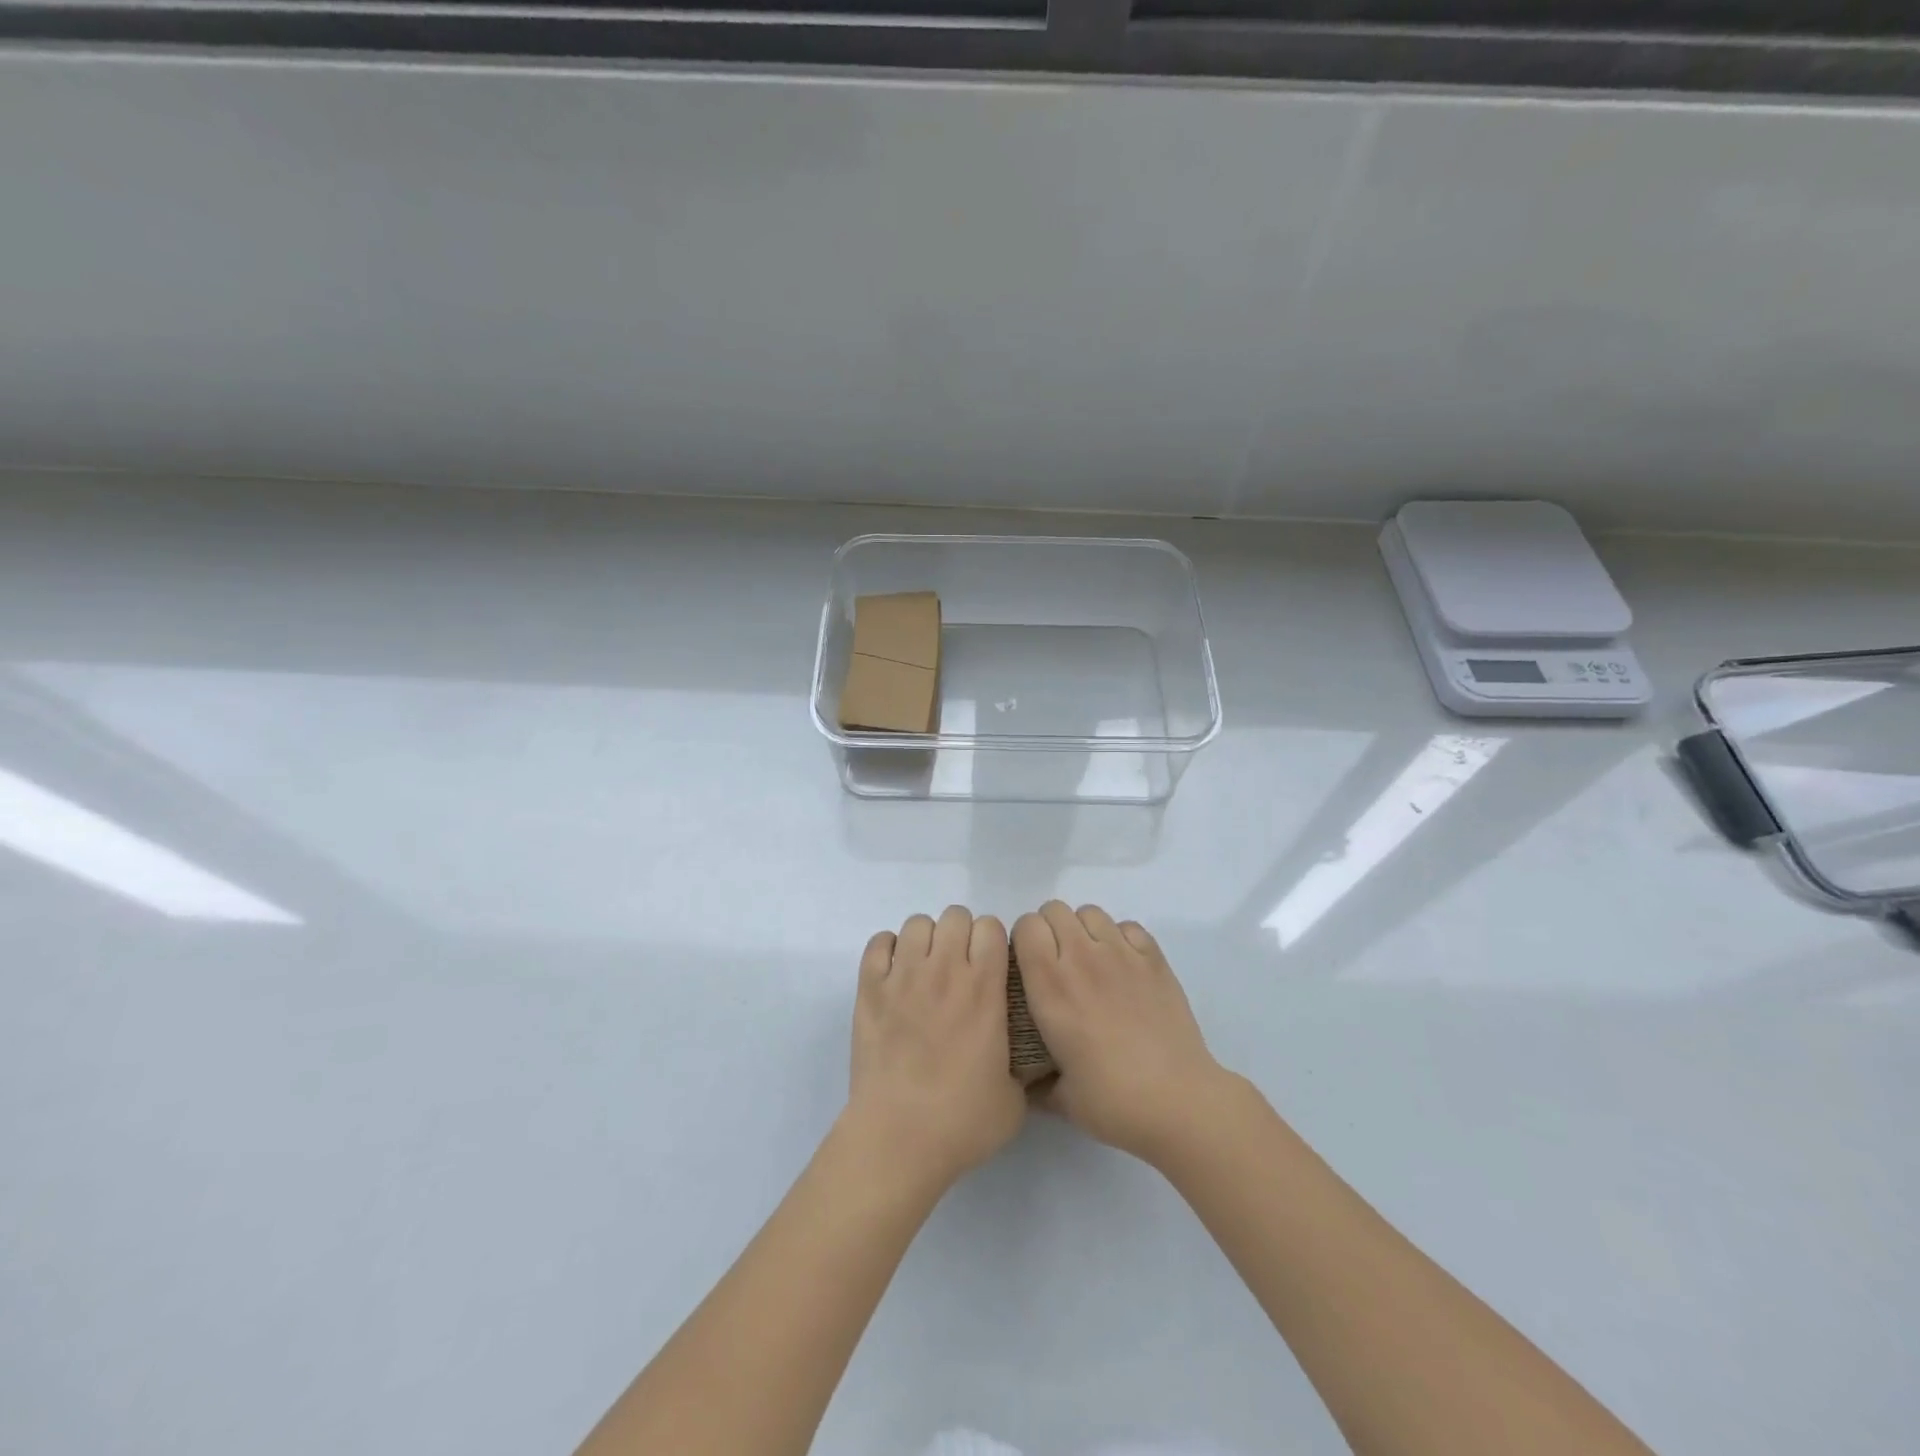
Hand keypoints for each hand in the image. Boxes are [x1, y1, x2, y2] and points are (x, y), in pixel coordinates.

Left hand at [845, 905, 1024, 1192]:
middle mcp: (944, 971)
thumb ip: (1023, 1066)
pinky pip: (879, 943)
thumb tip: (1025, 1061)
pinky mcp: (869, 989)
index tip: (991, 965)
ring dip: (926, 940)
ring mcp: (903, 976)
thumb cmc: (961, 1122)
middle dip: (961, 935)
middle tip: (959, 968)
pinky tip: (894, 975)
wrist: (898, 1138)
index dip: (993, 941)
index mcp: (984, 989)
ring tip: (925, 970)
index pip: (991, 927)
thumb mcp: (1015, 1099)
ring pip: (917, 923)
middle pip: (955, 916)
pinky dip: (888, 950)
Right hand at [1013, 901, 1228, 1166]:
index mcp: (1049, 986)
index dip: (1024, 939)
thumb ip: (1035, 1083)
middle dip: (1050, 929)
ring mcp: (1121, 954)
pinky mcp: (1154, 959)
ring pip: (1091, 913)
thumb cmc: (1112, 1101)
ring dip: (1084, 930)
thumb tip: (1025, 1082)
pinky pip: (1128, 926)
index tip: (1029, 964)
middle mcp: (1081, 958)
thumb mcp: (1060, 1098)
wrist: (1178, 1102)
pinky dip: (1121, 938)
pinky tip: (1124, 968)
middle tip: (1058, 963)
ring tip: (1091, 962)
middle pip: (1055, 910)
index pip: (1026, 925)